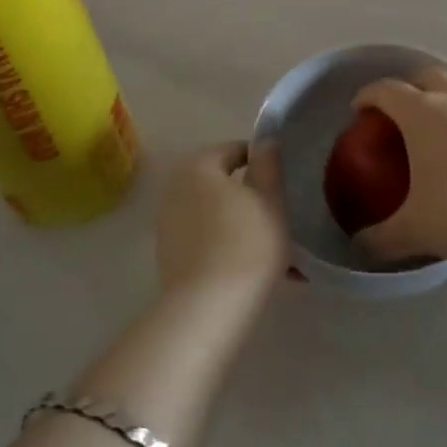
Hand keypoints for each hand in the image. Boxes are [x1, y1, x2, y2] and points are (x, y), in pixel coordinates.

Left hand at [155, 142, 289, 297]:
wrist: (209, 305)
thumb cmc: (248, 243)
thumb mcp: (270, 199)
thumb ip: (268, 165)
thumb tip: (266, 141)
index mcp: (199, 165)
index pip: (234, 150)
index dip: (260, 162)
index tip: (280, 183)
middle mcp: (175, 186)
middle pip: (218, 180)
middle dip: (245, 191)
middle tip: (273, 211)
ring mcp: (167, 220)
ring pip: (210, 209)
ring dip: (233, 217)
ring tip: (262, 239)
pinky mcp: (166, 251)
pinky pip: (200, 233)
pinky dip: (220, 238)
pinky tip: (242, 260)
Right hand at [352, 68, 446, 266]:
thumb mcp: (415, 231)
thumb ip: (380, 238)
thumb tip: (359, 247)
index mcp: (422, 113)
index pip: (386, 89)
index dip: (368, 95)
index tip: (360, 110)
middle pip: (426, 75)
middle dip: (408, 87)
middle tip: (399, 115)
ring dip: (445, 100)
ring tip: (440, 133)